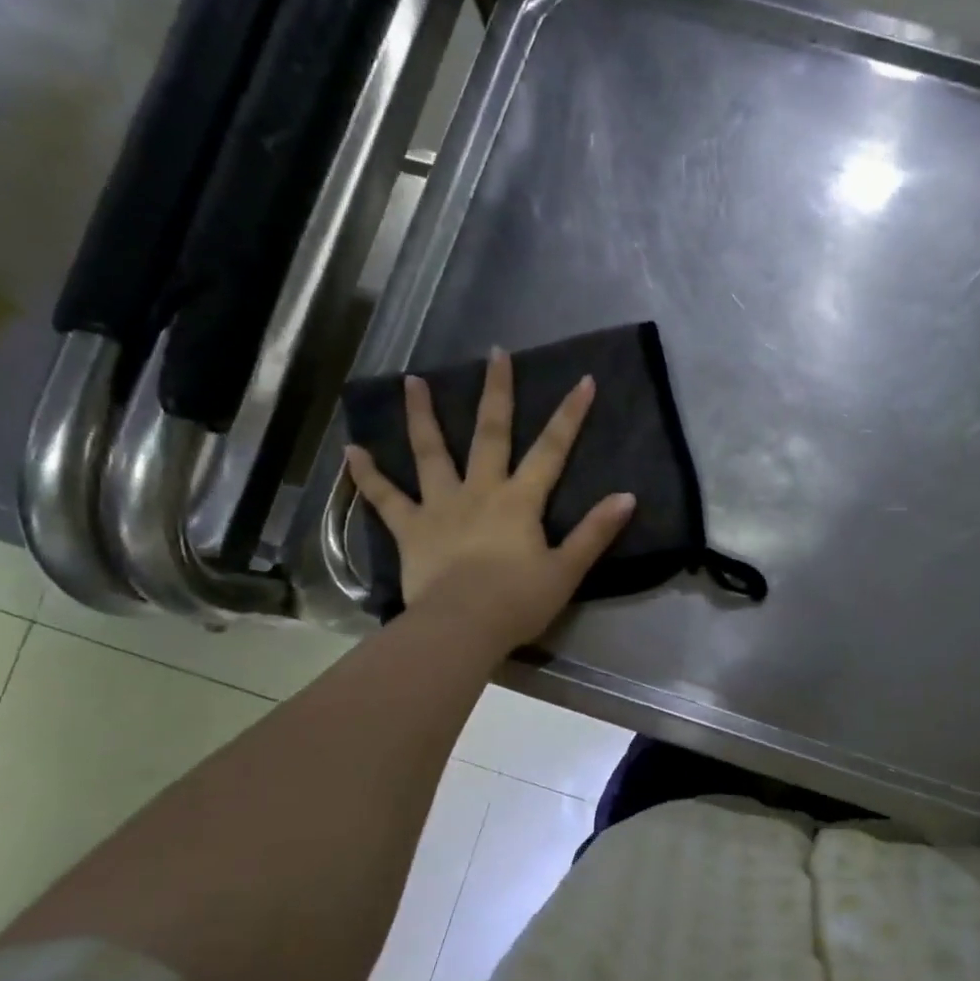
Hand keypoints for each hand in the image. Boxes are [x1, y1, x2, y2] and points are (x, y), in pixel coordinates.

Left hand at [344, 348, 635, 651]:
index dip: (569, 414)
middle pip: (490, 433)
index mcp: (520, 500)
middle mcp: (480, 491)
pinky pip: (385, 499)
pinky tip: (352, 451)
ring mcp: (440, 506)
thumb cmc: (518, 601)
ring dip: (422, 415)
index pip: (551, 449)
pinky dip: (368, 476)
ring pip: (430, 452)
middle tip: (495, 354)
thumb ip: (595, 531)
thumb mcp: (567, 569)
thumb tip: (627, 496)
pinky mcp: (410, 529)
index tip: (582, 379)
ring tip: (413, 380)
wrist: (461, 627)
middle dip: (496, 392)